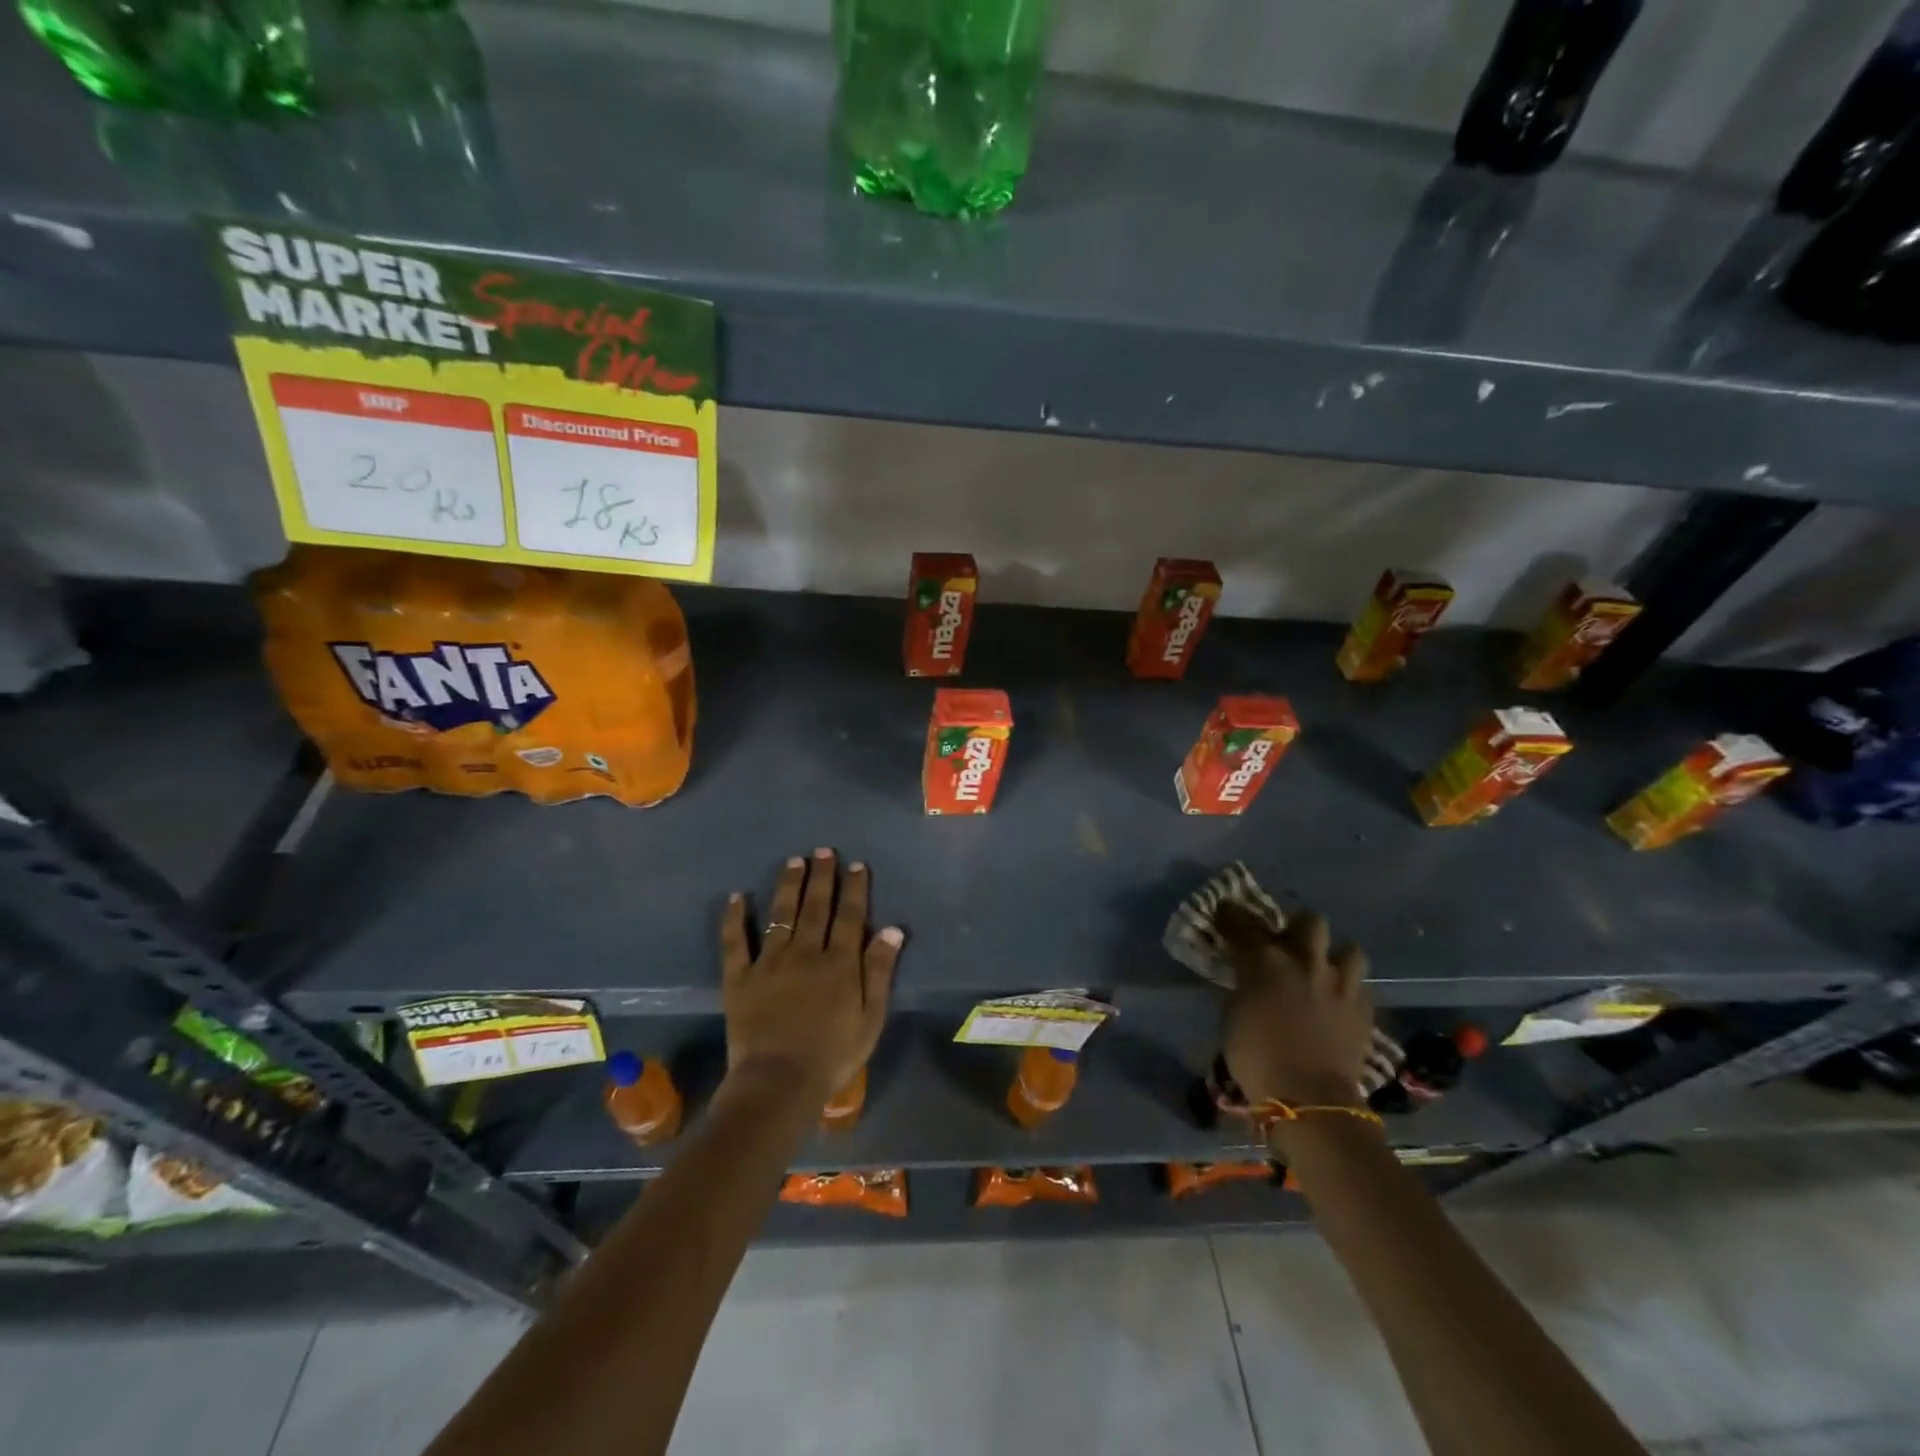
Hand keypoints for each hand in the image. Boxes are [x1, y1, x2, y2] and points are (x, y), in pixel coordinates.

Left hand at [719, 848, 902, 1107]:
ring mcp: (770, 963)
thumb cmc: (833, 1055)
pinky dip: (735, 918)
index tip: (856, 865)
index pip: (850, 916)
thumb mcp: (871, 1018)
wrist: (779, 1083)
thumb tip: (892, 929)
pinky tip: (737, 897)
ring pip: (781, 915)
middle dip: (822, 876)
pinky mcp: (740, 978)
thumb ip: (880, 971)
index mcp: (839, 963)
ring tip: (794, 861)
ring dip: (789, 886)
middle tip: (823, 851)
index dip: (854, 888)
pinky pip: (735, 942)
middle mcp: (806, 953)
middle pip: (816, 907)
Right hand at [1217, 901, 1374, 1110]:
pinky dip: (1348, 989)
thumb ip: (1242, 987)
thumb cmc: (1257, 1057)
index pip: (1243, 923)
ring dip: (1334, 957)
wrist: (1310, 1098)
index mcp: (1265, 960)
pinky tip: (1338, 1002)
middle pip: (1309, 921)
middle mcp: (1304, 960)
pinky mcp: (1364, 1008)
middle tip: (1288, 945)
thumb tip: (1245, 978)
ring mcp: (1339, 982)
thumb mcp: (1232, 1016)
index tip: (1225, 915)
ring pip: (1349, 949)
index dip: (1231, 916)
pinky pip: (1360, 985)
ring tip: (1324, 971)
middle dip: (1298, 929)